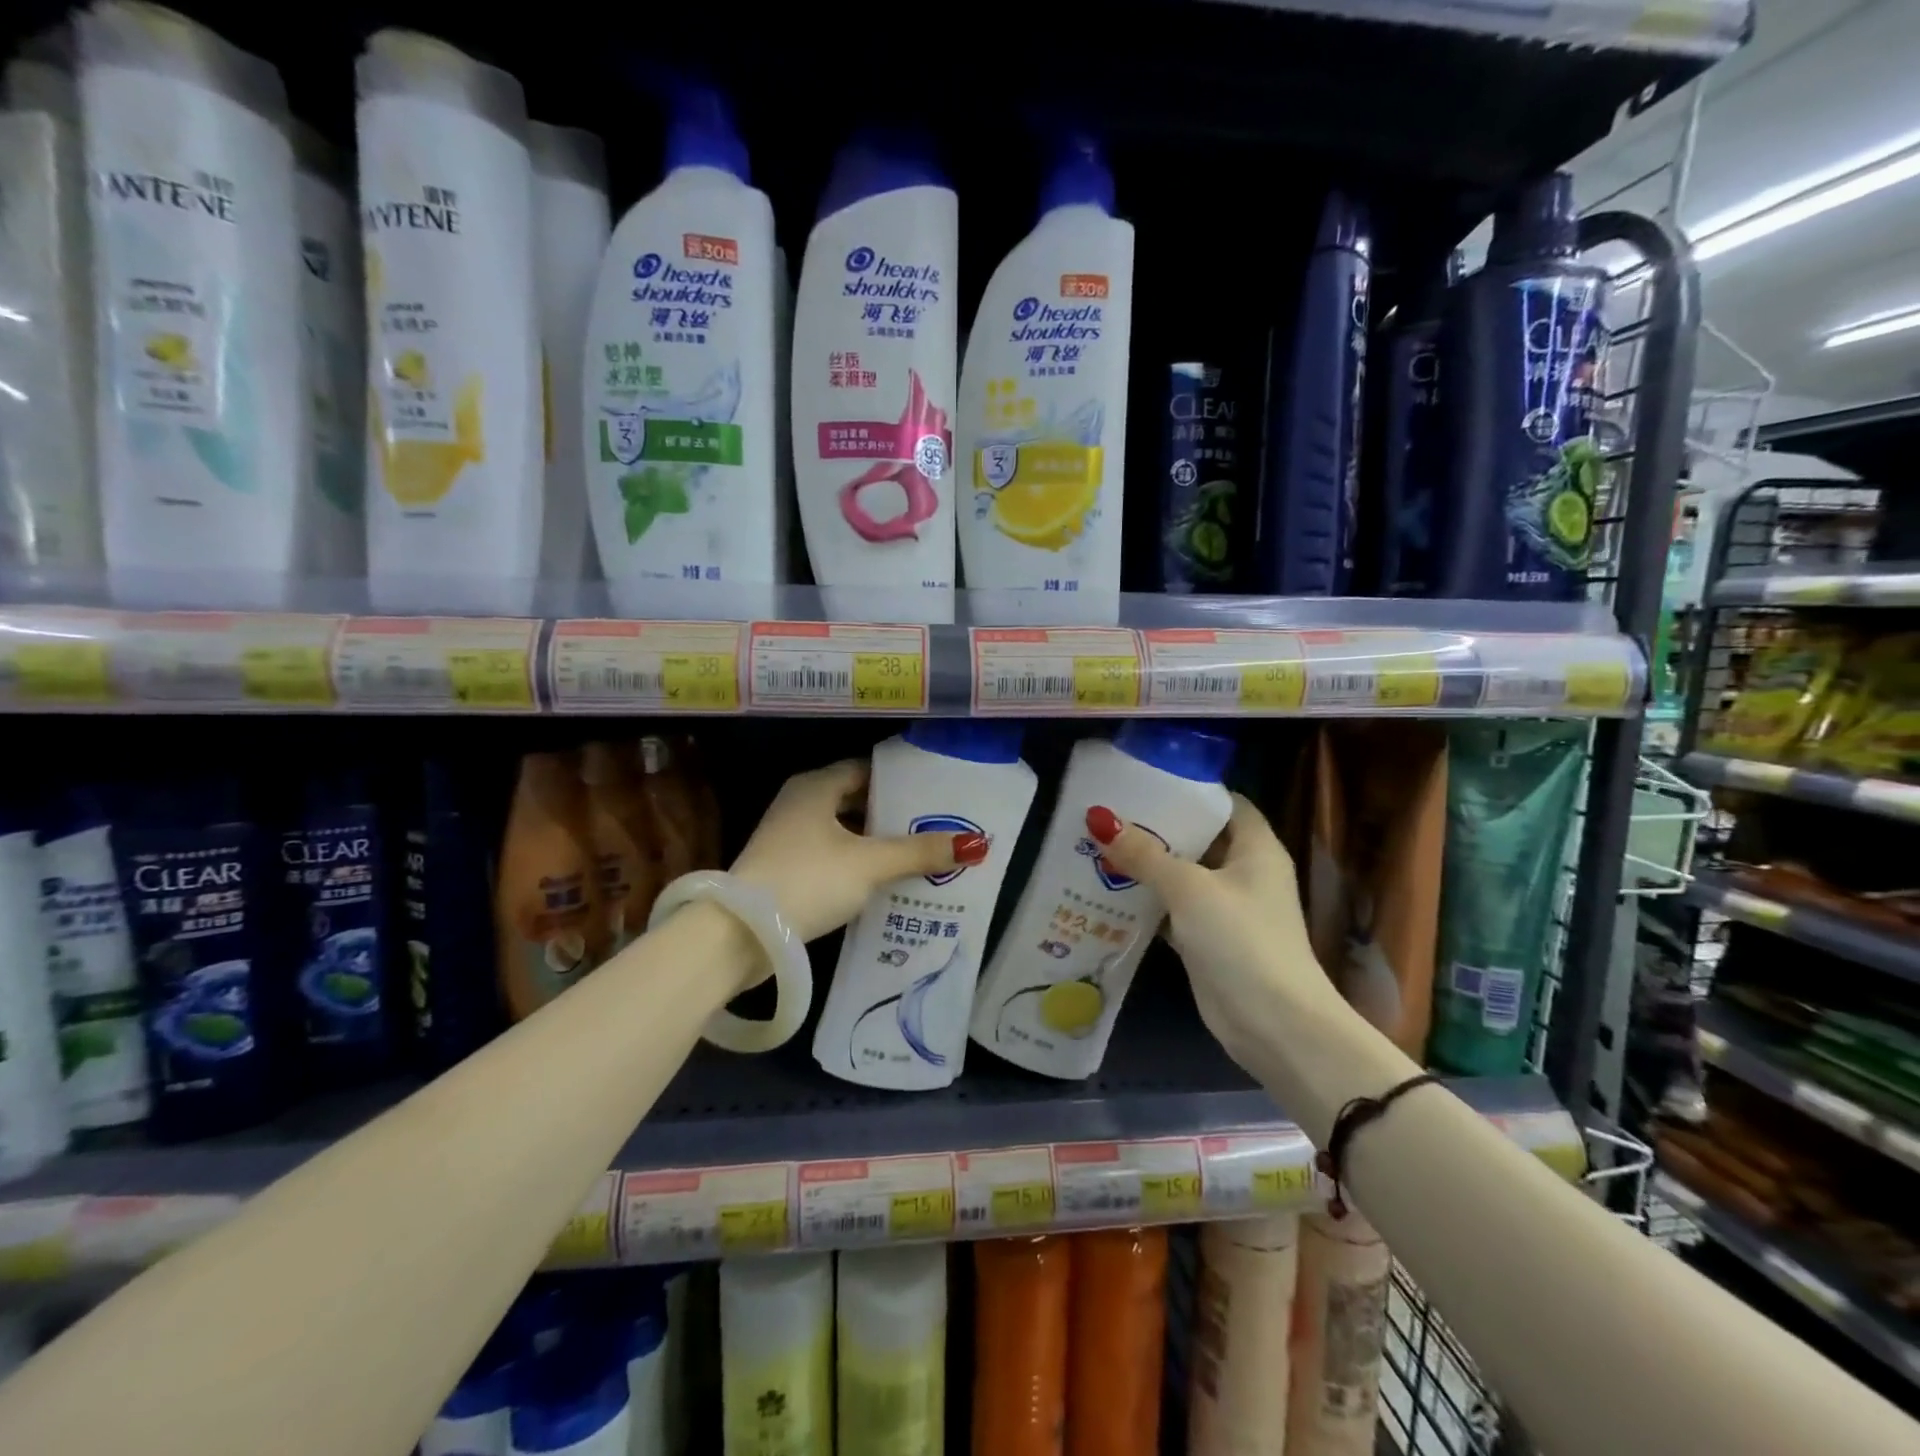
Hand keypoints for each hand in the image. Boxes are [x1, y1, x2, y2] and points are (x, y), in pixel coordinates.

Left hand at [730, 759, 985, 944]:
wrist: (742, 933)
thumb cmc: (809, 880)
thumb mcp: (870, 864)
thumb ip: (919, 852)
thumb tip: (975, 844)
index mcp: (816, 786)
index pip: (866, 769)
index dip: (901, 781)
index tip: (935, 794)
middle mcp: (800, 803)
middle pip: (856, 800)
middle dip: (894, 815)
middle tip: (935, 826)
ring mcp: (789, 836)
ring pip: (844, 831)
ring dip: (876, 842)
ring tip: (919, 854)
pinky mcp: (785, 867)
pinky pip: (832, 855)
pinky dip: (857, 862)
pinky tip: (884, 880)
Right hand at [1087, 794, 1340, 1071]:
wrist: (1272, 1023)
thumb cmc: (1240, 939)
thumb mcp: (1189, 888)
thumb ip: (1145, 854)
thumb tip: (1100, 819)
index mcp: (1256, 848)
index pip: (1225, 804)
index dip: (1189, 791)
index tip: (1145, 782)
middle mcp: (1244, 872)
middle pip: (1199, 838)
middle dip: (1157, 827)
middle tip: (1110, 812)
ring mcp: (1226, 908)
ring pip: (1182, 874)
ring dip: (1147, 865)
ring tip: (1100, 844)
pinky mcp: (1208, 938)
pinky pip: (1173, 908)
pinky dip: (1147, 900)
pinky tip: (1108, 890)